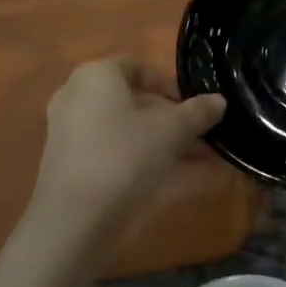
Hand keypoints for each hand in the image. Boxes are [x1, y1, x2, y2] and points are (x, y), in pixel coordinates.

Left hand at [27, 59, 224, 229]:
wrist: (74, 219)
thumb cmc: (124, 156)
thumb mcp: (172, 131)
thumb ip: (198, 112)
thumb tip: (219, 100)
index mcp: (97, 75)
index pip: (139, 68)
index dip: (170, 86)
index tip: (194, 108)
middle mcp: (75, 95)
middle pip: (132, 101)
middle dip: (169, 119)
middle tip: (198, 137)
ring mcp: (67, 131)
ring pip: (123, 129)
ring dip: (158, 142)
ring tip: (194, 162)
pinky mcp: (66, 164)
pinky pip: (110, 151)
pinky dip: (137, 159)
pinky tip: (168, 179)